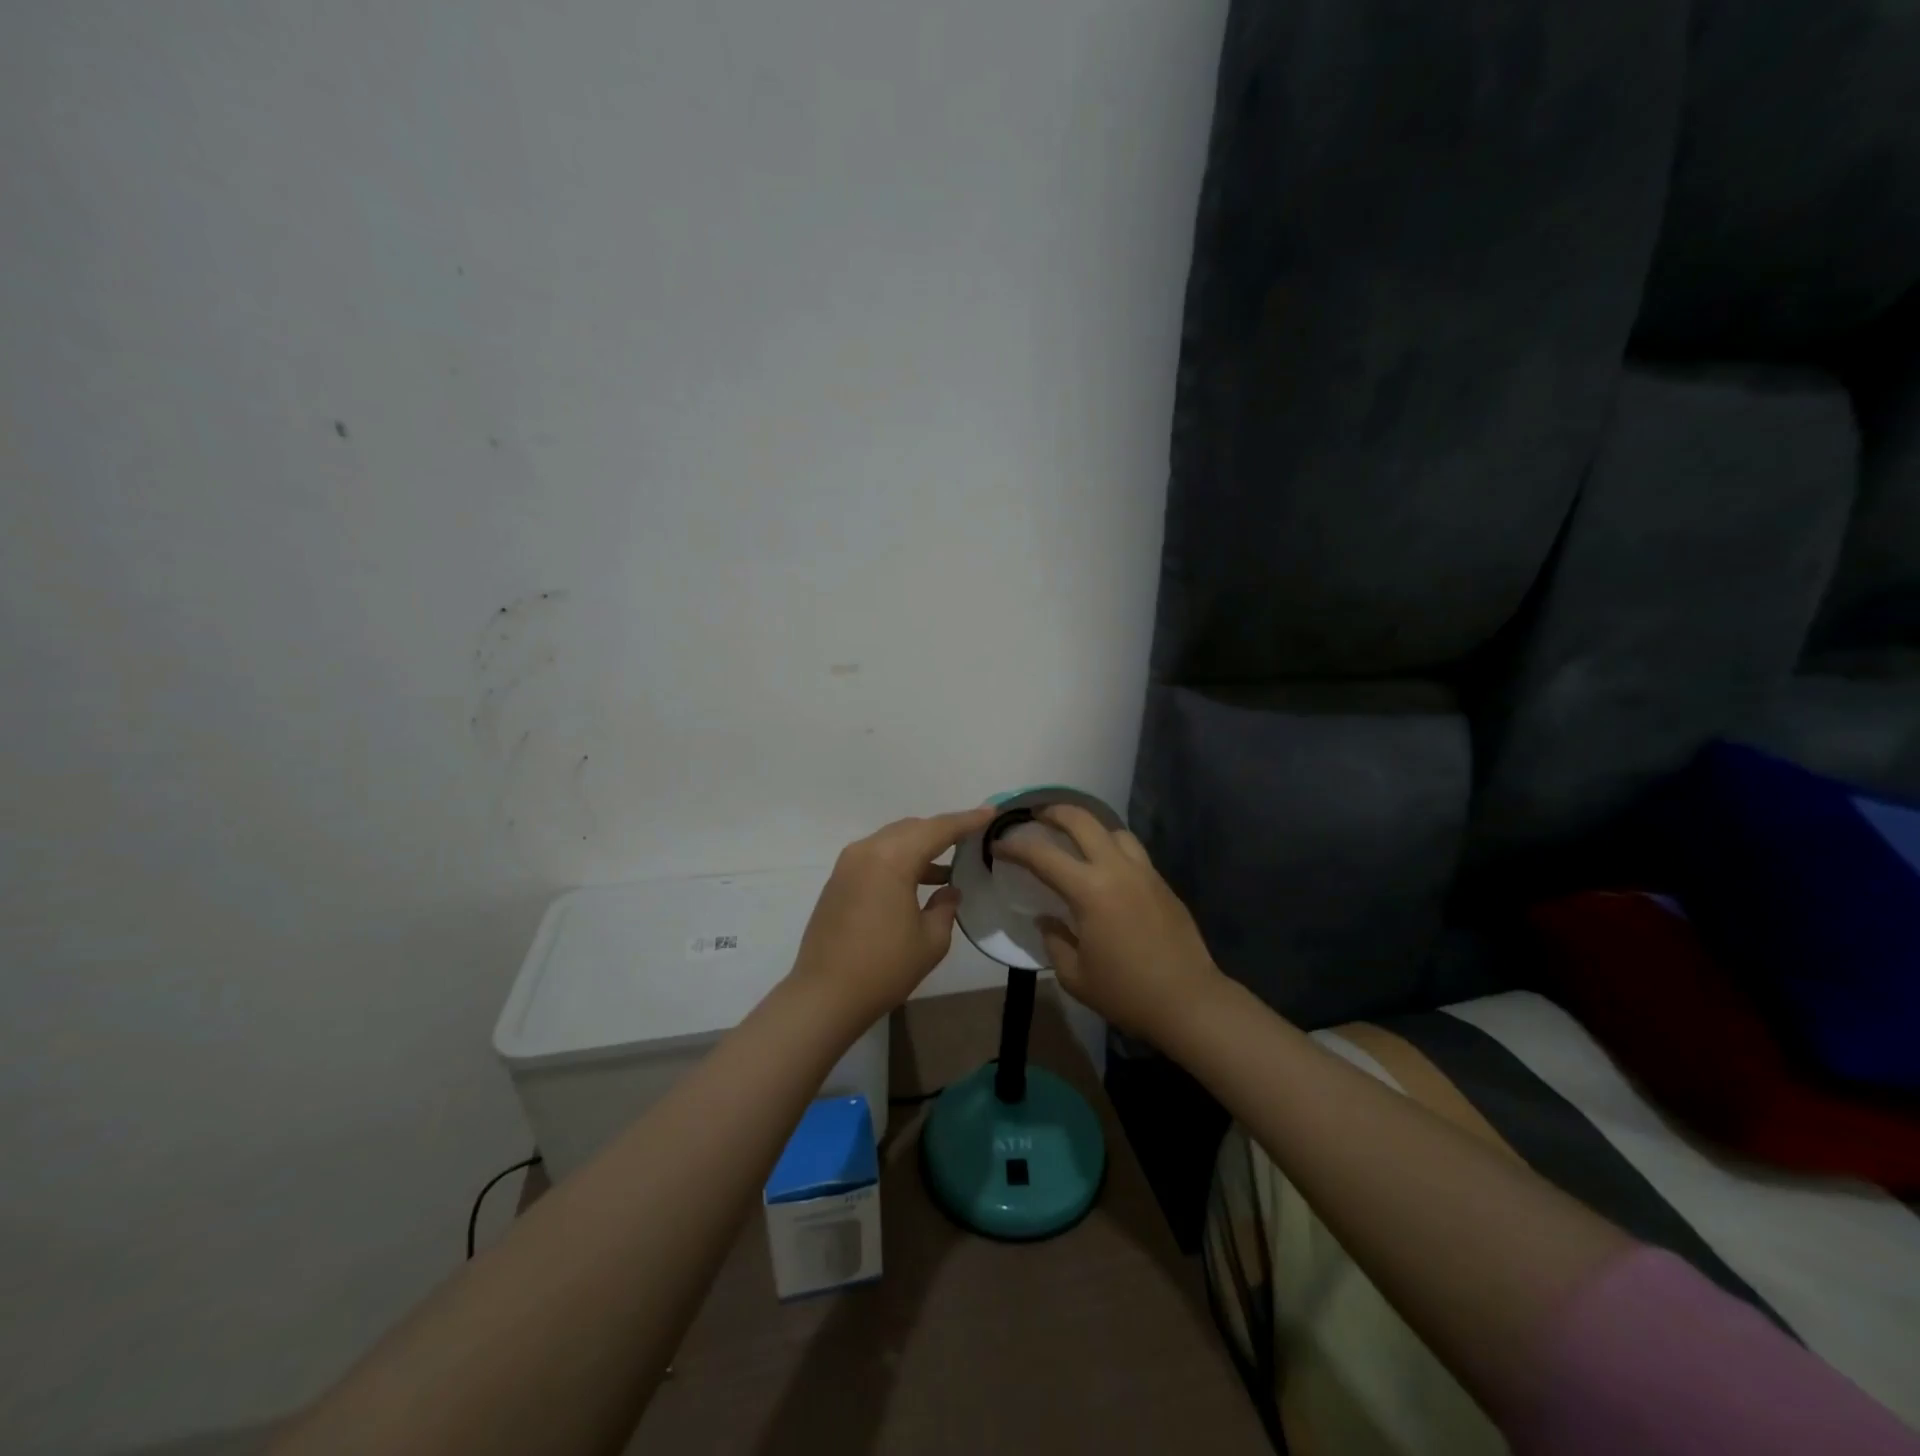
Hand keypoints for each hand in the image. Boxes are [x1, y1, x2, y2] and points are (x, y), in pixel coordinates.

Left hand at [790, 806, 996, 1024]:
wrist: (824, 995)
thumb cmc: (884, 968)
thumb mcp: (930, 940)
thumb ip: (945, 906)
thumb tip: (948, 889)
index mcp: (892, 859)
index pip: (938, 829)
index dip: (967, 820)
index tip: (991, 811)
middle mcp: (867, 851)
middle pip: (913, 828)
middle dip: (942, 831)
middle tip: (971, 839)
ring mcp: (848, 864)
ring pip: (893, 840)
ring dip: (920, 847)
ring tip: (948, 866)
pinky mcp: (839, 880)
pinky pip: (877, 856)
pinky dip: (900, 860)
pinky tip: (918, 881)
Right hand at [989, 805, 1224, 1041]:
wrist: (1189, 1001)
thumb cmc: (1126, 992)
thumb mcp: (1075, 975)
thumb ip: (1054, 940)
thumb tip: (1047, 919)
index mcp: (1090, 890)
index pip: (1042, 855)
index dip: (1015, 847)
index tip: (998, 846)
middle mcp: (1117, 869)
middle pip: (1082, 820)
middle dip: (1054, 812)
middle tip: (1036, 818)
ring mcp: (1144, 872)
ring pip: (1113, 830)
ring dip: (1089, 827)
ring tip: (1075, 841)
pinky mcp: (1162, 883)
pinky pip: (1133, 851)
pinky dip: (1112, 848)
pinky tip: (1105, 869)